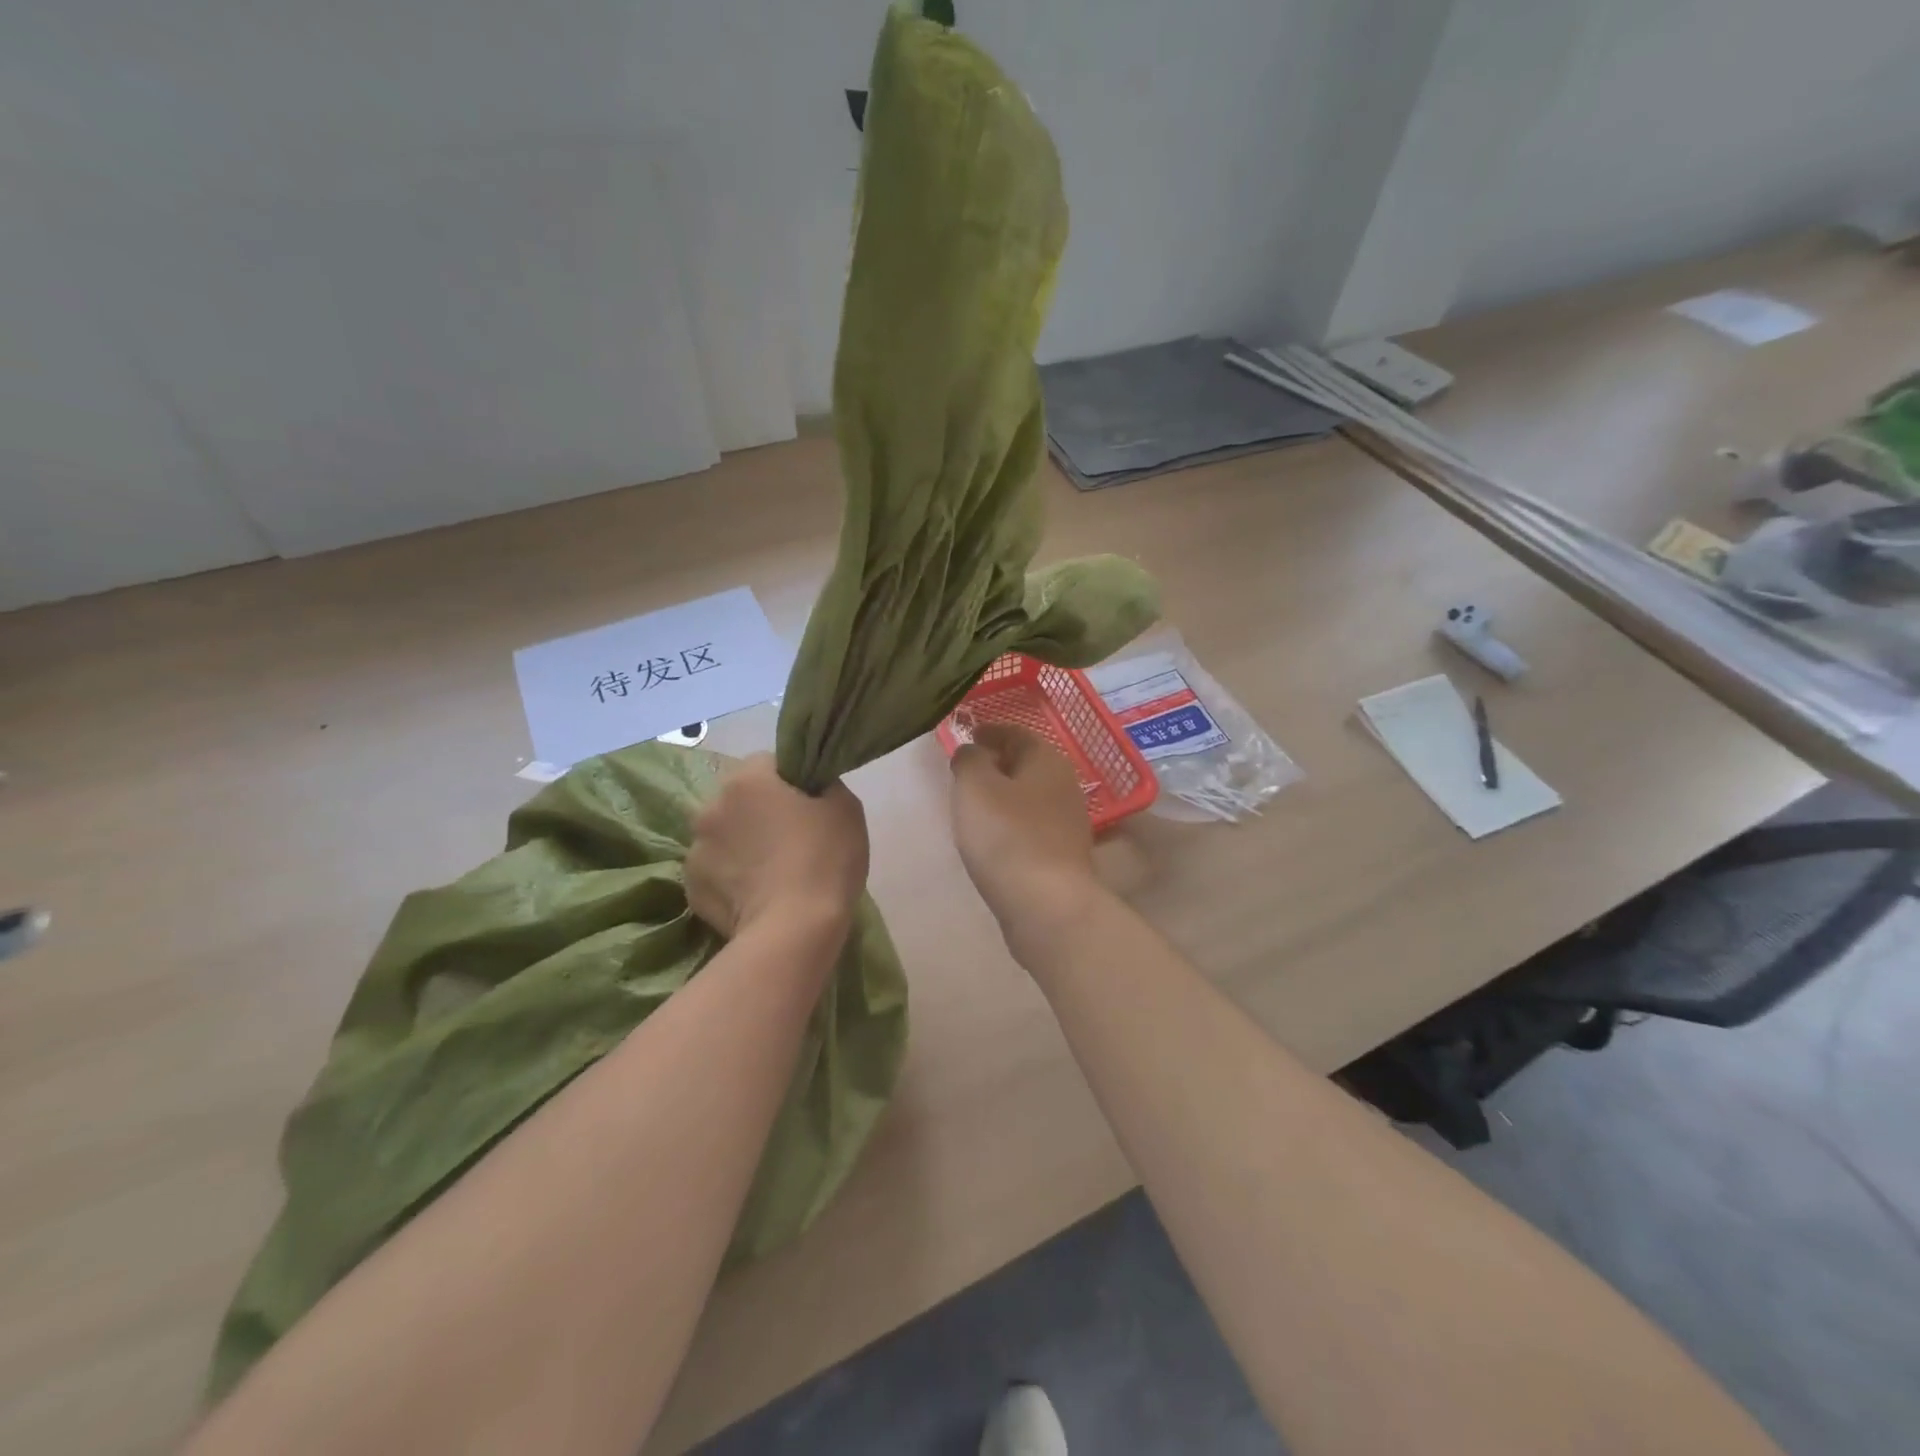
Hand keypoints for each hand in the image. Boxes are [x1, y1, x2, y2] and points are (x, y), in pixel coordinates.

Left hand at [686, 756, 868, 940]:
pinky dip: (731, 879)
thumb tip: (811, 788)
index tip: (810, 806)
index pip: (769, 763)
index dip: (791, 782)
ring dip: (742, 845)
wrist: (794, 930)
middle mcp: (710, 806)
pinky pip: (716, 872)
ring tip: (771, 873)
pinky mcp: (691, 888)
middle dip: (760, 812)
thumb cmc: (824, 860)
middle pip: (740, 799)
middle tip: (791, 839)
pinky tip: (755, 896)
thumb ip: (824, 786)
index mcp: (747, 779)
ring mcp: (695, 849)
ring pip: (724, 836)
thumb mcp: (846, 808)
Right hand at [949, 726, 1102, 959]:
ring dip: (1003, 795)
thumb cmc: (1007, 836)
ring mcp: (1068, 822)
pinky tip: (992, 838)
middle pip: (1026, 764)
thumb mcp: (975, 787)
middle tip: (964, 771)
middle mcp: (1065, 785)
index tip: (966, 735)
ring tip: (972, 805)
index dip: (989, 731)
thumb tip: (973, 751)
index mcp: (1047, 760)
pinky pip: (1031, 826)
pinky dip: (1011, 823)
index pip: (1017, 732)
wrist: (1046, 906)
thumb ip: (969, 760)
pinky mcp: (1062, 855)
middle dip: (996, 763)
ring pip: (1029, 796)